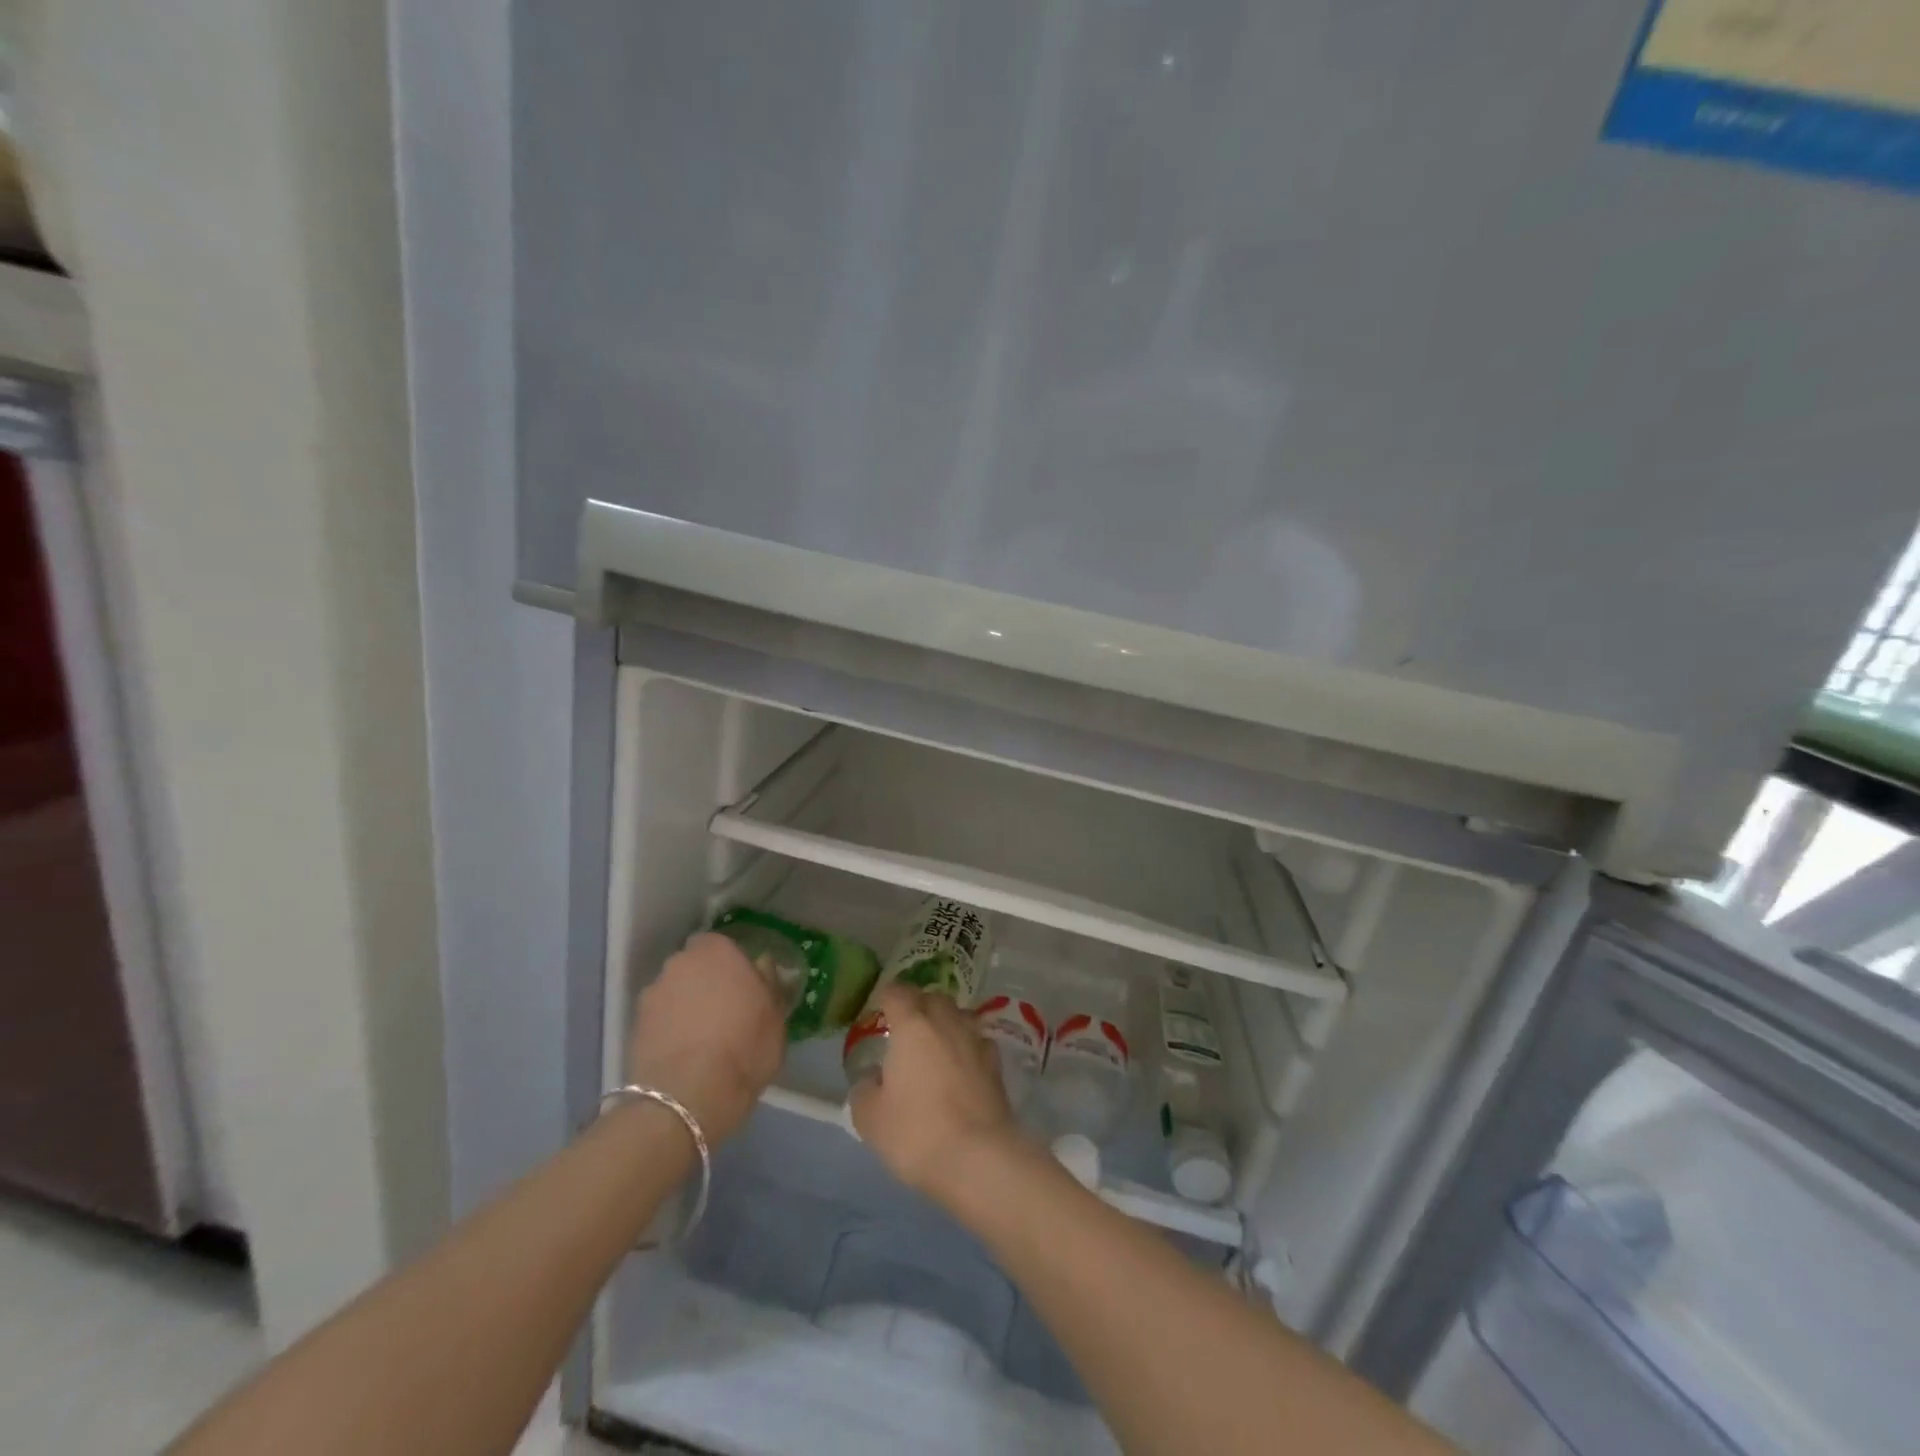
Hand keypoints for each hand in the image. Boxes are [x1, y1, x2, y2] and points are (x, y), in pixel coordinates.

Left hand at [627, 932, 784, 1142]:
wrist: (687, 1097)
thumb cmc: (744, 1048)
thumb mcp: (776, 1017)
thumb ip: (769, 984)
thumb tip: (762, 966)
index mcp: (717, 951)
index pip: (721, 944)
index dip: (730, 964)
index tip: (743, 985)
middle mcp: (680, 963)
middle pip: (694, 966)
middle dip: (705, 982)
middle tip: (723, 1010)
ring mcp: (653, 994)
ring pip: (674, 992)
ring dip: (684, 1005)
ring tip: (700, 1038)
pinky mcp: (634, 1025)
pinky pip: (659, 1019)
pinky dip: (668, 1029)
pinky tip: (682, 1053)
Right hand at [848, 985, 1019, 1205]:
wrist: (979, 1158)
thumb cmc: (916, 1133)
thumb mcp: (870, 1118)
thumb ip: (865, 1090)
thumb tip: (871, 1079)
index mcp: (912, 1025)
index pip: (897, 992)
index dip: (886, 996)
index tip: (879, 1008)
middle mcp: (946, 1022)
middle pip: (933, 998)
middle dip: (918, 1005)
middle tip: (905, 1027)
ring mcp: (976, 1041)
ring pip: (959, 1016)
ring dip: (945, 1023)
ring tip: (935, 1044)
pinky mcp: (996, 1065)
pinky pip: (977, 1041)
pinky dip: (966, 1046)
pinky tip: (961, 1065)